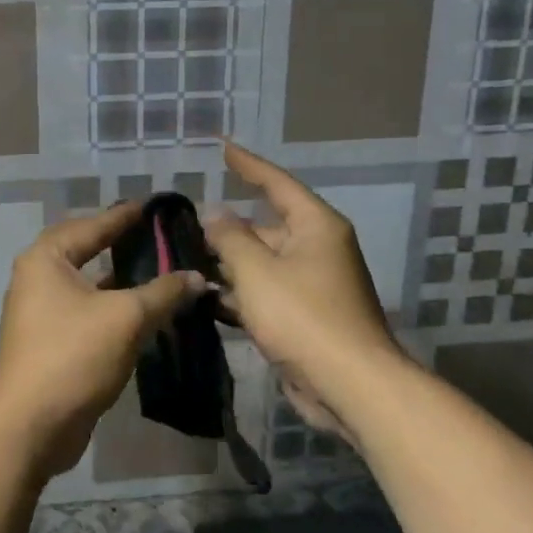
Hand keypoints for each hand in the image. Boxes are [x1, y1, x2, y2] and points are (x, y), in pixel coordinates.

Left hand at [0, 204, 204, 478]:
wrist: (32, 425)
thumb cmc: (74, 356)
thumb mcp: (127, 318)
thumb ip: (164, 292)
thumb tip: (198, 277)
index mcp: (46, 259)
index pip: (93, 225)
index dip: (127, 216)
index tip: (156, 206)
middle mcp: (38, 278)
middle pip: (87, 250)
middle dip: (123, 244)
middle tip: (161, 237)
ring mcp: (41, 312)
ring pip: (89, 285)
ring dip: (122, 280)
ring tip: (162, 271)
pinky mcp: (51, 341)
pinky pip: (88, 311)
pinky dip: (114, 307)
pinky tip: (146, 311)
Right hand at [205, 142, 399, 434]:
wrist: (348, 384)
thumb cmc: (303, 317)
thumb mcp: (257, 271)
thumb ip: (230, 238)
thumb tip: (215, 214)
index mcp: (315, 226)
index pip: (277, 183)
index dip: (248, 165)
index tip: (223, 148)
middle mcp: (317, 248)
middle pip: (265, 228)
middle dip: (226, 230)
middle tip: (183, 229)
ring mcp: (312, 285)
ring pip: (262, 264)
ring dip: (228, 266)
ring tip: (185, 263)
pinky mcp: (305, 317)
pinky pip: (266, 294)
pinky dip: (240, 296)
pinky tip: (205, 301)